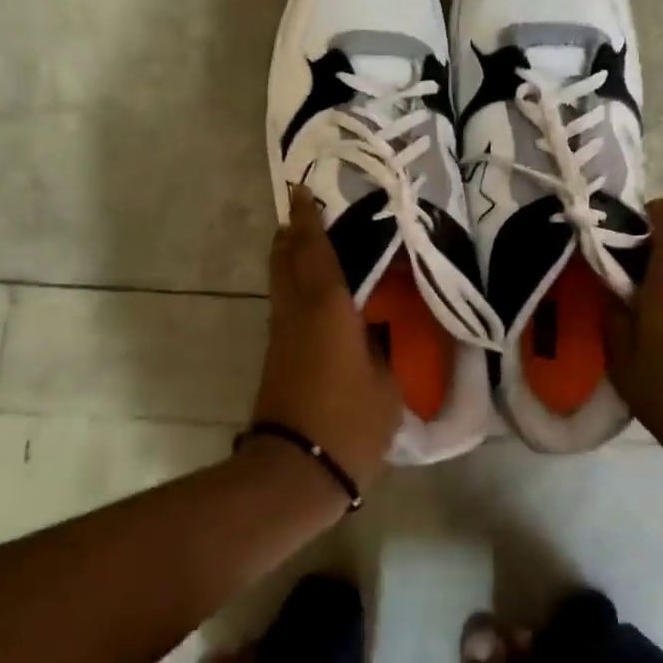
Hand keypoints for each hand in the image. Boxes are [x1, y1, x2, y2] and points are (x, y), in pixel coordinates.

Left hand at [253, 187, 402, 493]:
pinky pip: (286, 308)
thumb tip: (376, 336)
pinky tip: (317, 299)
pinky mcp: (276, 359)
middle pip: (285, 261)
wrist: (293, 471)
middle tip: (304, 214)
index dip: (309, 220)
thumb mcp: (386, 386)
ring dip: (291, 261)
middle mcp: (297, 313)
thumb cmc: (348, 422)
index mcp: (327, 309)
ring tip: (311, 248)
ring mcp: (282, 336)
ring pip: (282, 284)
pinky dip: (297, 290)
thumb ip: (382, 352)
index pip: (315, 251)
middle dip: (292, 234)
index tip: (302, 191)